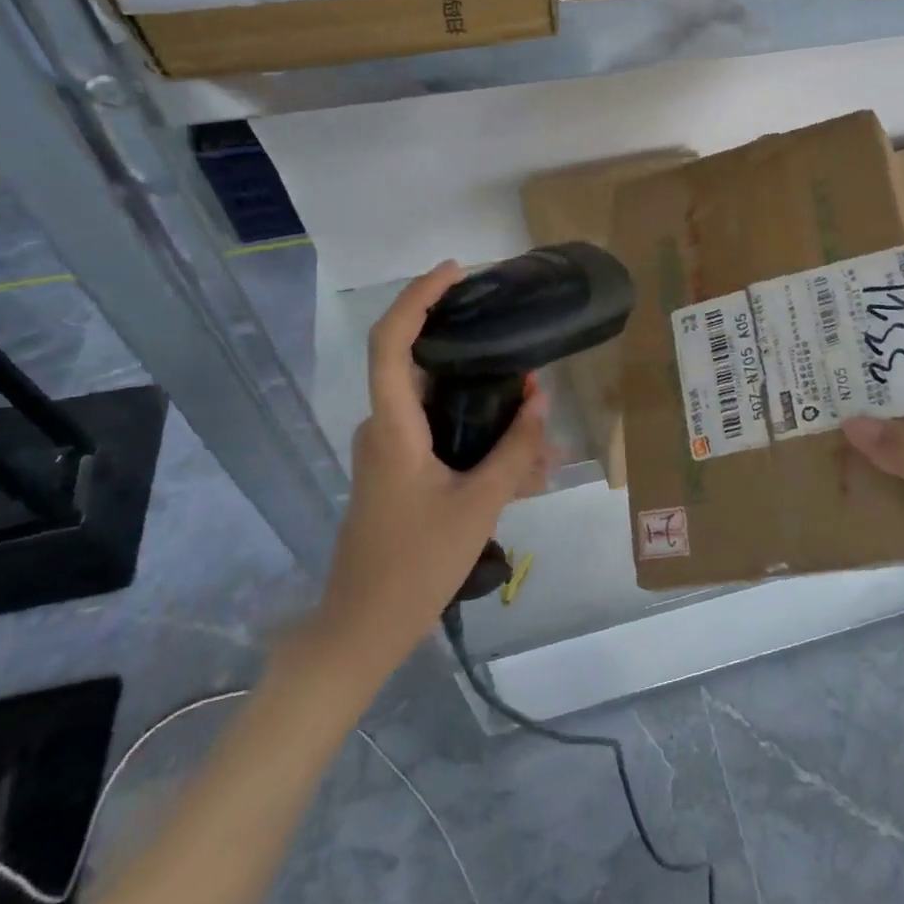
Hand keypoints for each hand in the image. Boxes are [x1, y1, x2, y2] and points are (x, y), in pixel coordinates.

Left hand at [309, 261, 555, 673]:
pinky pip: (442, 438)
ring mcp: (390, 452)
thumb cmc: (414, 566)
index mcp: (392, 427)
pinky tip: (525, 464)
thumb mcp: (478, 507)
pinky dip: (480, 439)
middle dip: (476, 354)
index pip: (391, 342)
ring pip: (441, 407)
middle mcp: (384, 428)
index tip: (456, 272)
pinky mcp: (400, 472)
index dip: (418, 298)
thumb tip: (540, 401)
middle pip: (422, 366)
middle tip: (524, 353)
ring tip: (541, 423)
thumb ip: (513, 451)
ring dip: (488, 407)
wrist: (362, 630)